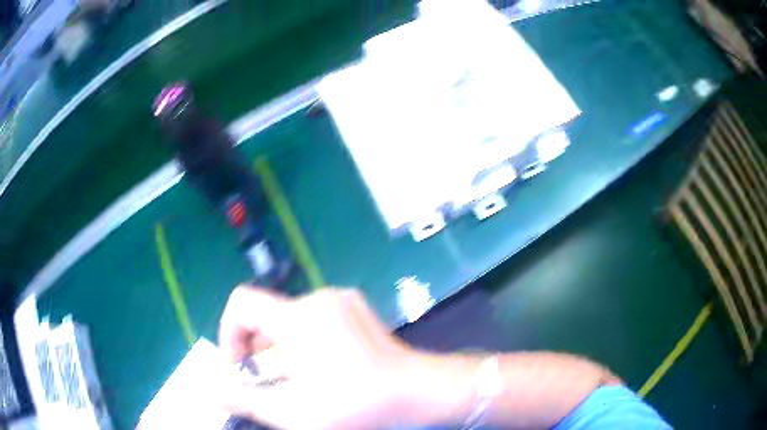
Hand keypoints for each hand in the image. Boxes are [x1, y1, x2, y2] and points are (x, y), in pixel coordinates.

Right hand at [218, 286, 417, 428]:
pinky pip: (315, 316)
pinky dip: (305, 338)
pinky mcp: (356, 306)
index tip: (242, 365)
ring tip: (299, 377)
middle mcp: (318, 298)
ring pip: (291, 317)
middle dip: (258, 347)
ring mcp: (341, 299)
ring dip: (283, 346)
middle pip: (267, 313)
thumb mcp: (292, 411)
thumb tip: (210, 389)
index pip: (242, 302)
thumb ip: (244, 400)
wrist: (416, 391)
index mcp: (297, 317)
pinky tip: (324, 365)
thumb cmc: (353, 404)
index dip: (230, 333)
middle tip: (270, 379)